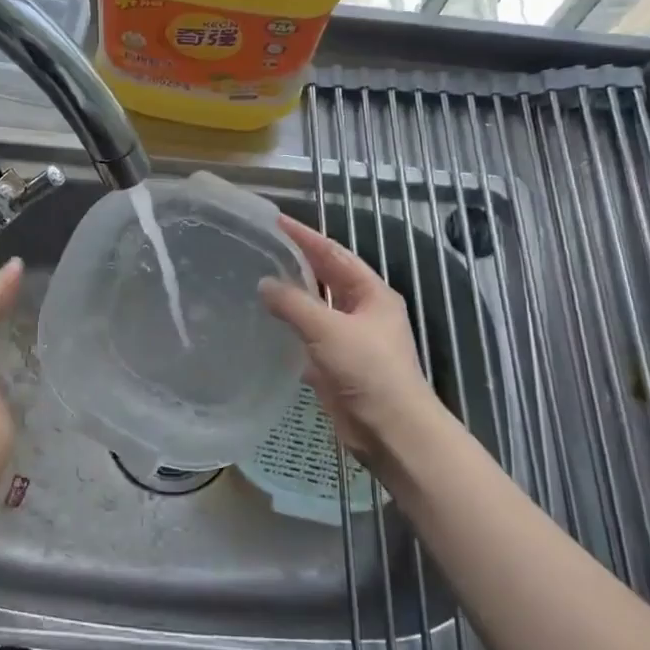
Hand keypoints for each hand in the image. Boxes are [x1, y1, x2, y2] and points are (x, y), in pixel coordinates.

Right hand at [260, 215, 448, 468]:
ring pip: (316, 308)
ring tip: (258, 280)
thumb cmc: (367, 370)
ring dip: (292, 296)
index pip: (334, 254)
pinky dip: (290, 328)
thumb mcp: (328, 329)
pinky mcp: (336, 364)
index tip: (276, 220)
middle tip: (263, 247)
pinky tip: (265, 324)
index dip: (306, 236)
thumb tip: (265, 284)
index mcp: (371, 293)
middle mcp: (362, 310)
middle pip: (326, 278)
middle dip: (298, 262)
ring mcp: (350, 338)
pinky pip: (309, 337)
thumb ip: (294, 303)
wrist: (390, 429)